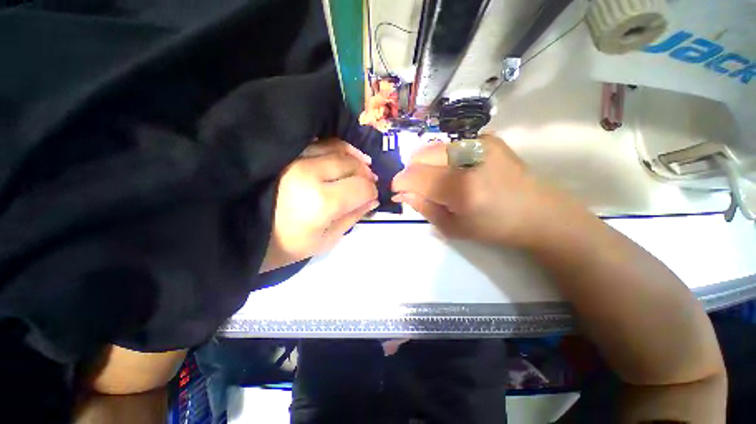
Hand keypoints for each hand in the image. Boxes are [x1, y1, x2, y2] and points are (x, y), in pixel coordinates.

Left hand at [262, 139, 378, 271]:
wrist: (242, 232)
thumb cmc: (287, 246)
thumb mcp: (326, 240)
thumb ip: (352, 217)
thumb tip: (373, 200)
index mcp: (321, 202)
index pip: (361, 187)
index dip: (372, 192)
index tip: (372, 197)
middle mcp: (310, 173)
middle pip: (352, 165)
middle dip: (366, 175)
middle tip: (367, 185)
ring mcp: (295, 158)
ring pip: (339, 149)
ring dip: (355, 160)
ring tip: (360, 169)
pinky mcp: (286, 153)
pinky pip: (320, 143)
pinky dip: (338, 149)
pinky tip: (343, 159)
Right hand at [392, 135, 560, 247]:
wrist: (537, 212)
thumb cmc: (492, 227)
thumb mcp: (452, 228)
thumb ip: (423, 207)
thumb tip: (401, 192)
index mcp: (461, 188)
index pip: (414, 175)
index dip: (400, 181)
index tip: (398, 190)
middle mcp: (469, 157)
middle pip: (420, 154)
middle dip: (412, 171)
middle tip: (420, 186)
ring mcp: (480, 142)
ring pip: (433, 147)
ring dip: (428, 164)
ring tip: (440, 180)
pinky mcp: (487, 137)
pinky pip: (450, 145)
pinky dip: (444, 158)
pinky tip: (458, 171)